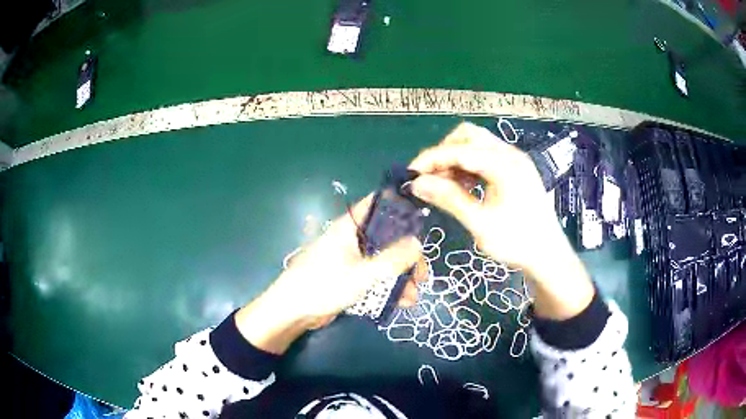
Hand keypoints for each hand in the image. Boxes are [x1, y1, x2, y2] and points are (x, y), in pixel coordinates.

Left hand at [236, 195, 426, 353]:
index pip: (377, 205)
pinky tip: (403, 302)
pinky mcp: (349, 277)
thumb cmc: (323, 285)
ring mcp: (350, 259)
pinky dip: (388, 286)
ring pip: (382, 260)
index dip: (400, 207)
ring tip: (414, 295)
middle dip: (406, 255)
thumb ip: (392, 259)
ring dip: (399, 276)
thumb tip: (418, 242)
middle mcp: (351, 238)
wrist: (293, 312)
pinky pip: (374, 277)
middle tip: (422, 273)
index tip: (423, 220)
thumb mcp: (362, 273)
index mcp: (349, 227)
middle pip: (386, 238)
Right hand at [408, 122, 593, 319]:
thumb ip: (449, 198)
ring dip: (455, 160)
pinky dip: (468, 167)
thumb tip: (417, 184)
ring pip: (476, 145)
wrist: (548, 255)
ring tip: (442, 185)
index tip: (410, 174)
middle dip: (444, 153)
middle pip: (468, 136)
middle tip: (429, 178)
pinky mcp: (515, 170)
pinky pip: (485, 158)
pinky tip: (461, 186)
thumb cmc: (517, 241)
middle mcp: (510, 154)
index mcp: (504, 164)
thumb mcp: (480, 223)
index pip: (459, 150)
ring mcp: (514, 160)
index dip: (431, 159)